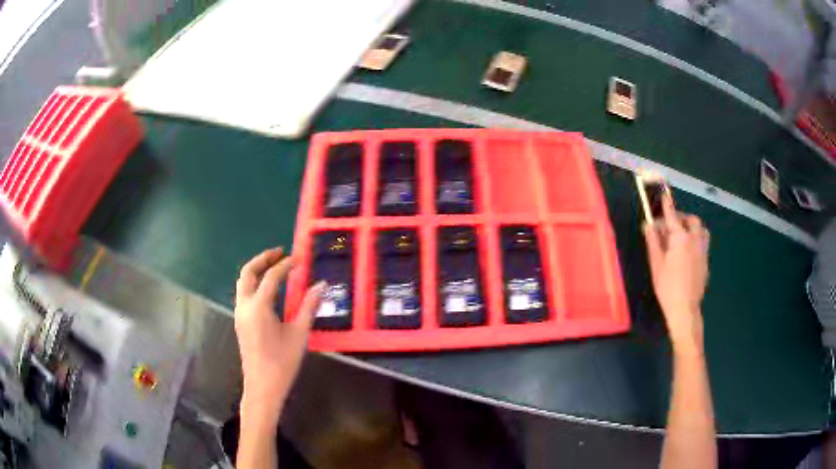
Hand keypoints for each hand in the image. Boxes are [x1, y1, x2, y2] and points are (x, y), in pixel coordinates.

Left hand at [234, 247, 324, 420]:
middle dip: (263, 259)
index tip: (299, 258)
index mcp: (258, 306)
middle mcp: (244, 306)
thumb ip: (309, 306)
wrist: (262, 386)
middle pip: (248, 272)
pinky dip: (254, 283)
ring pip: (242, 283)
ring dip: (256, 270)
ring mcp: (239, 314)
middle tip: (279, 252)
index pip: (271, 277)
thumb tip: (320, 285)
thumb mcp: (299, 334)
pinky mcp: (240, 322)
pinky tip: (268, 290)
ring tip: (274, 266)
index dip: (286, 265)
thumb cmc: (282, 362)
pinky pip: (243, 294)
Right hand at [644, 194, 709, 356]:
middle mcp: (694, 240)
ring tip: (682, 234)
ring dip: (692, 226)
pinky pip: (703, 241)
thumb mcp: (656, 264)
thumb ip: (653, 241)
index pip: (672, 216)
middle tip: (670, 224)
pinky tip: (688, 251)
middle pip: (691, 220)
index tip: (664, 194)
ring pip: (701, 229)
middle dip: (681, 217)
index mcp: (680, 238)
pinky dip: (696, 238)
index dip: (667, 205)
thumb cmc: (667, 287)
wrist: (685, 308)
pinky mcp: (706, 260)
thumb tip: (648, 224)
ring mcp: (703, 250)